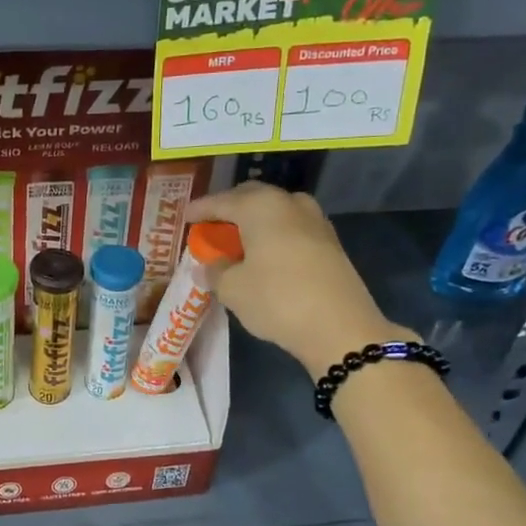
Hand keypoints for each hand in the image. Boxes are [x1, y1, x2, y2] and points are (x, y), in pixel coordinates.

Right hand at [185, 183, 413, 377]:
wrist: (340, 327)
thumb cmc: (277, 300)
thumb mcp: (233, 289)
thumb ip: (214, 271)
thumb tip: (206, 265)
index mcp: (260, 207)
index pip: (221, 201)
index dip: (200, 210)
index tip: (185, 217)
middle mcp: (289, 203)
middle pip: (252, 197)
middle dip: (229, 208)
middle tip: (211, 225)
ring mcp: (314, 220)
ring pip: (275, 210)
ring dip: (254, 220)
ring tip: (238, 239)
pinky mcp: (329, 242)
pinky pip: (291, 227)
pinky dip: (273, 233)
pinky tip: (265, 253)